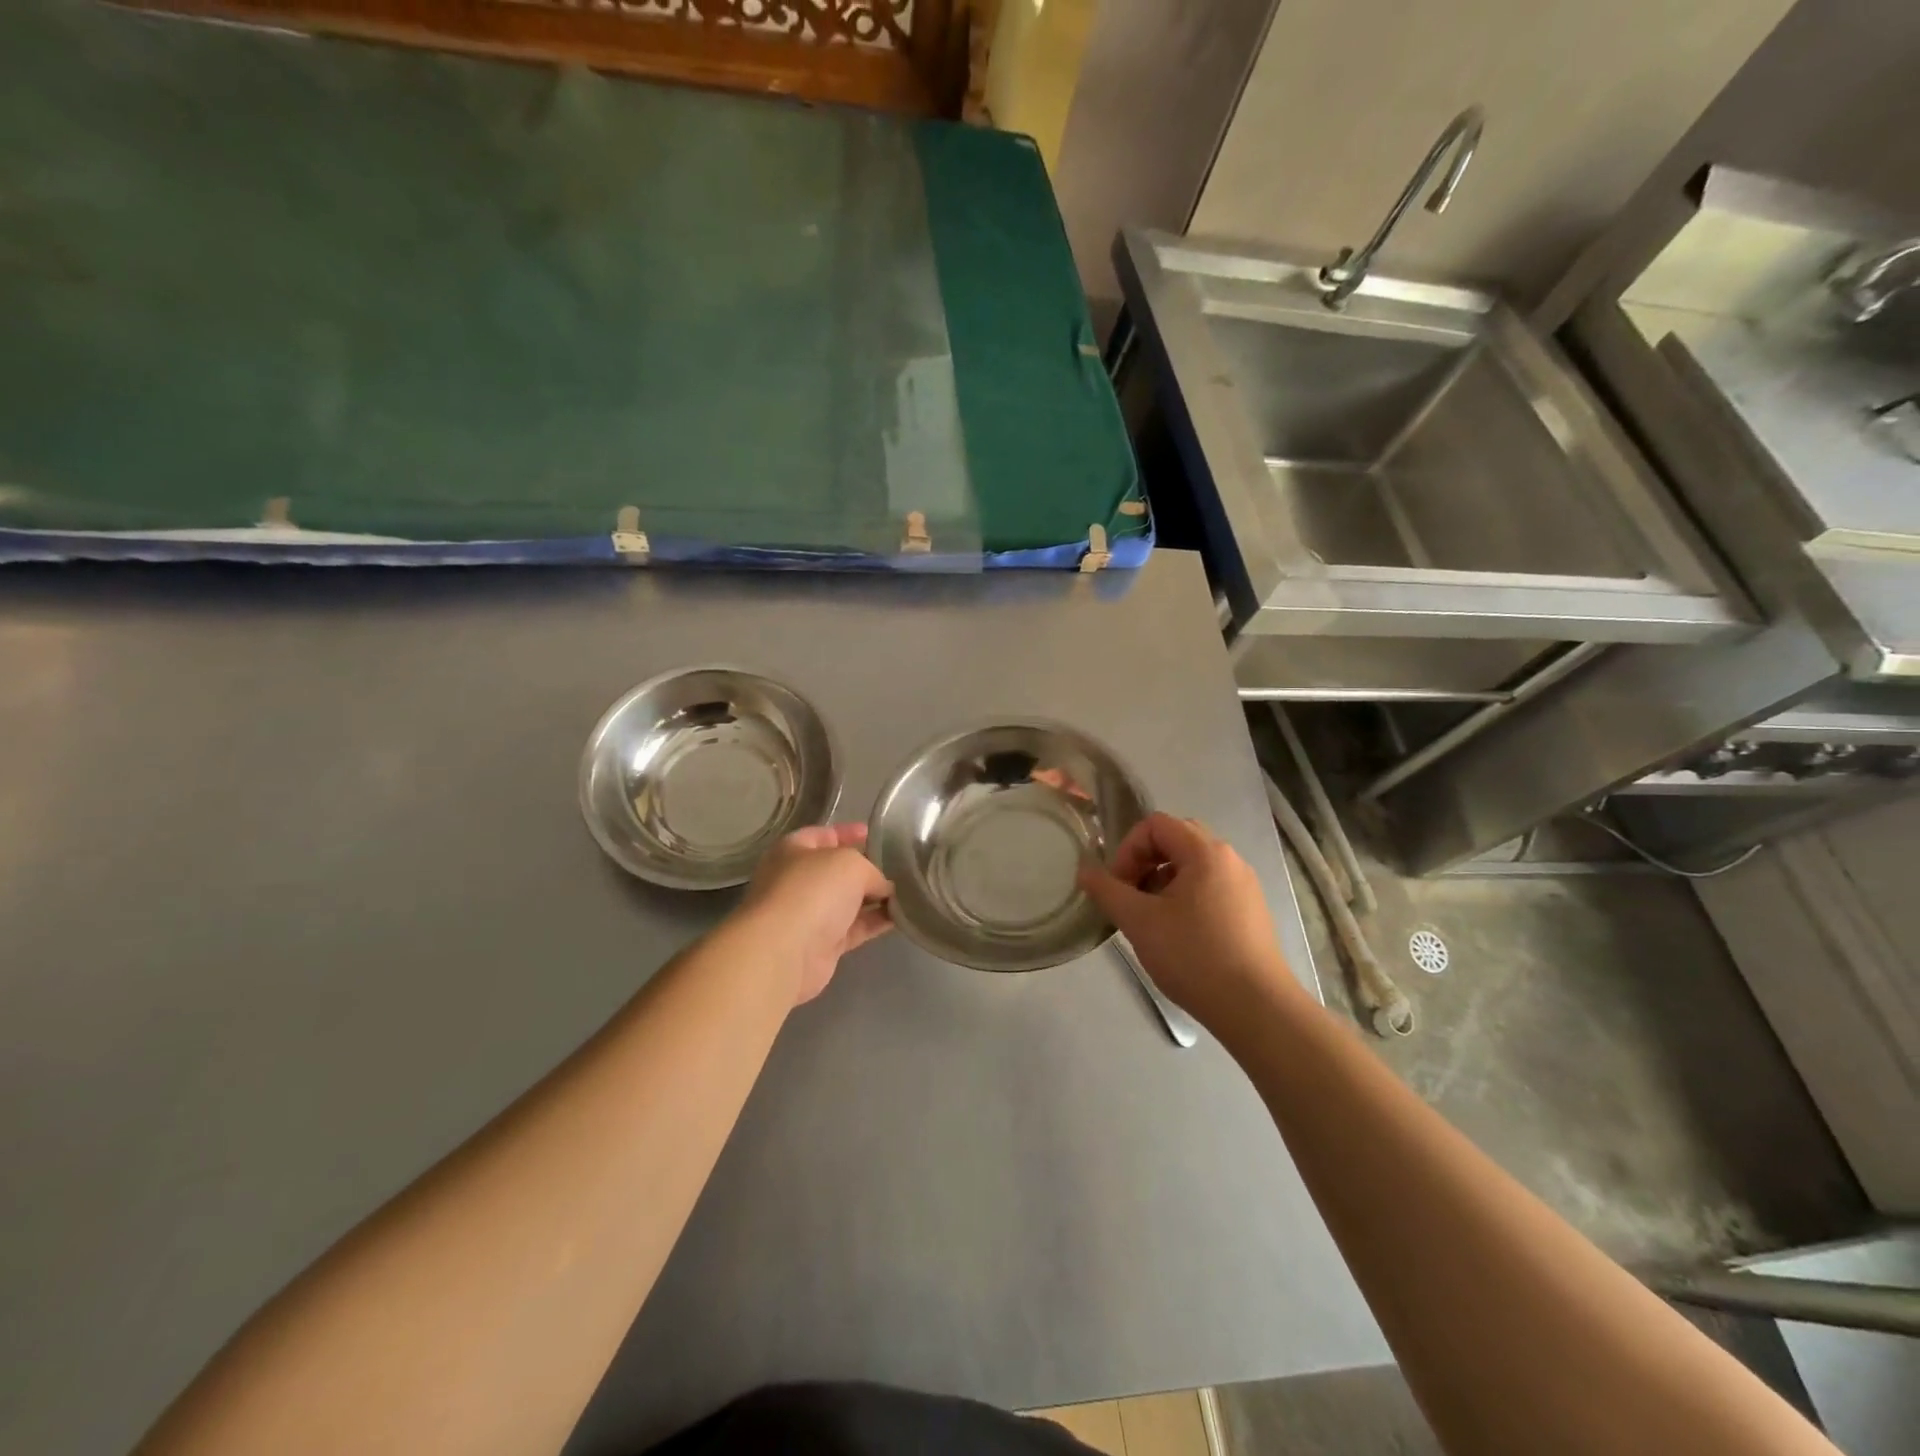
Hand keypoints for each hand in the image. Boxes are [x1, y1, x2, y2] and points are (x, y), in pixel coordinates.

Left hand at [739, 823, 892, 1004]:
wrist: (785, 951)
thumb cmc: (813, 891)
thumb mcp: (851, 864)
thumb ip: (872, 871)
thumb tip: (883, 888)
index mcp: (793, 851)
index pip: (823, 835)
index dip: (848, 832)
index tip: (874, 833)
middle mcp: (798, 881)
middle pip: (837, 871)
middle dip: (866, 868)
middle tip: (899, 865)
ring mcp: (809, 915)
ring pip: (848, 901)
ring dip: (875, 898)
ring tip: (909, 891)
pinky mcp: (822, 945)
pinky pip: (855, 928)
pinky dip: (876, 922)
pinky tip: (901, 916)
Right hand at [1078, 813, 1299, 1029]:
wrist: (1256, 1008)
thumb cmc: (1194, 956)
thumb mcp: (1139, 922)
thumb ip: (1107, 891)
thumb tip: (1085, 871)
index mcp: (1205, 852)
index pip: (1156, 824)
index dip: (1128, 849)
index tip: (1118, 886)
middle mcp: (1229, 859)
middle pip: (1176, 840)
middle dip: (1144, 863)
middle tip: (1130, 897)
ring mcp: (1244, 885)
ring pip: (1193, 866)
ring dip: (1162, 882)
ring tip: (1150, 920)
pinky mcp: (1251, 911)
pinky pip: (1210, 887)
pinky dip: (1185, 898)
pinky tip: (1178, 935)